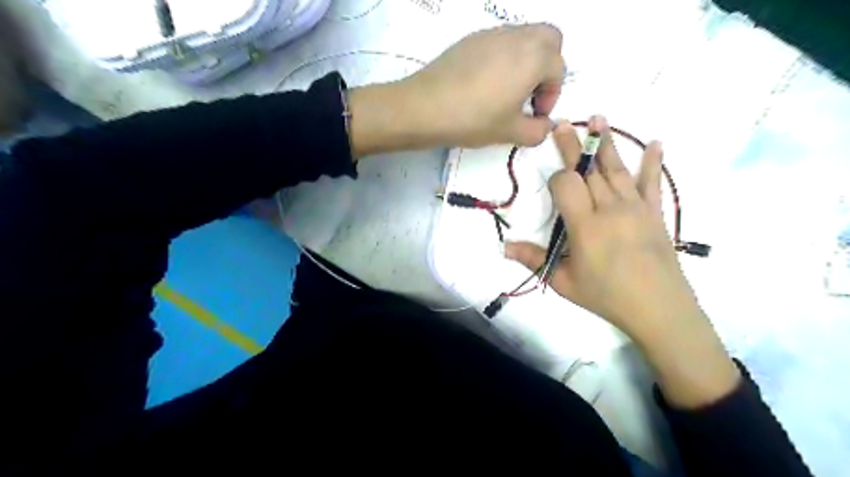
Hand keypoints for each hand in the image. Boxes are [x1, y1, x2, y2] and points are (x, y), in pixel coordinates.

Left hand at [348, 24, 566, 153]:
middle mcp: (517, 37)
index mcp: (533, 57)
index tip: (535, 115)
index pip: (558, 69)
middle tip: (529, 94)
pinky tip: (484, 85)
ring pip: (524, 37)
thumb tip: (545, 126)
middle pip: (549, 40)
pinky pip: (499, 42)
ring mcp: (492, 34)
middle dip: (547, 67)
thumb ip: (537, 131)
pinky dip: (504, 58)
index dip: (552, 95)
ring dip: (526, 61)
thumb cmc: (473, 119)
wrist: (424, 107)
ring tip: (506, 92)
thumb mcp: (510, 132)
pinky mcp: (471, 39)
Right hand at [504, 117, 737, 408]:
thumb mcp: (563, 281)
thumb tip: (504, 246)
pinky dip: (652, 163)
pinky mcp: (655, 213)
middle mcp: (610, 209)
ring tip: (598, 118)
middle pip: (589, 170)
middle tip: (563, 122)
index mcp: (585, 225)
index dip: (556, 178)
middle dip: (574, 146)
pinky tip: (655, 143)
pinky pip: (652, 183)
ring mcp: (635, 208)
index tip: (553, 183)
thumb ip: (534, 260)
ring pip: (616, 169)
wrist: (659, 309)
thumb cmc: (606, 296)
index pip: (566, 185)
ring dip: (606, 144)